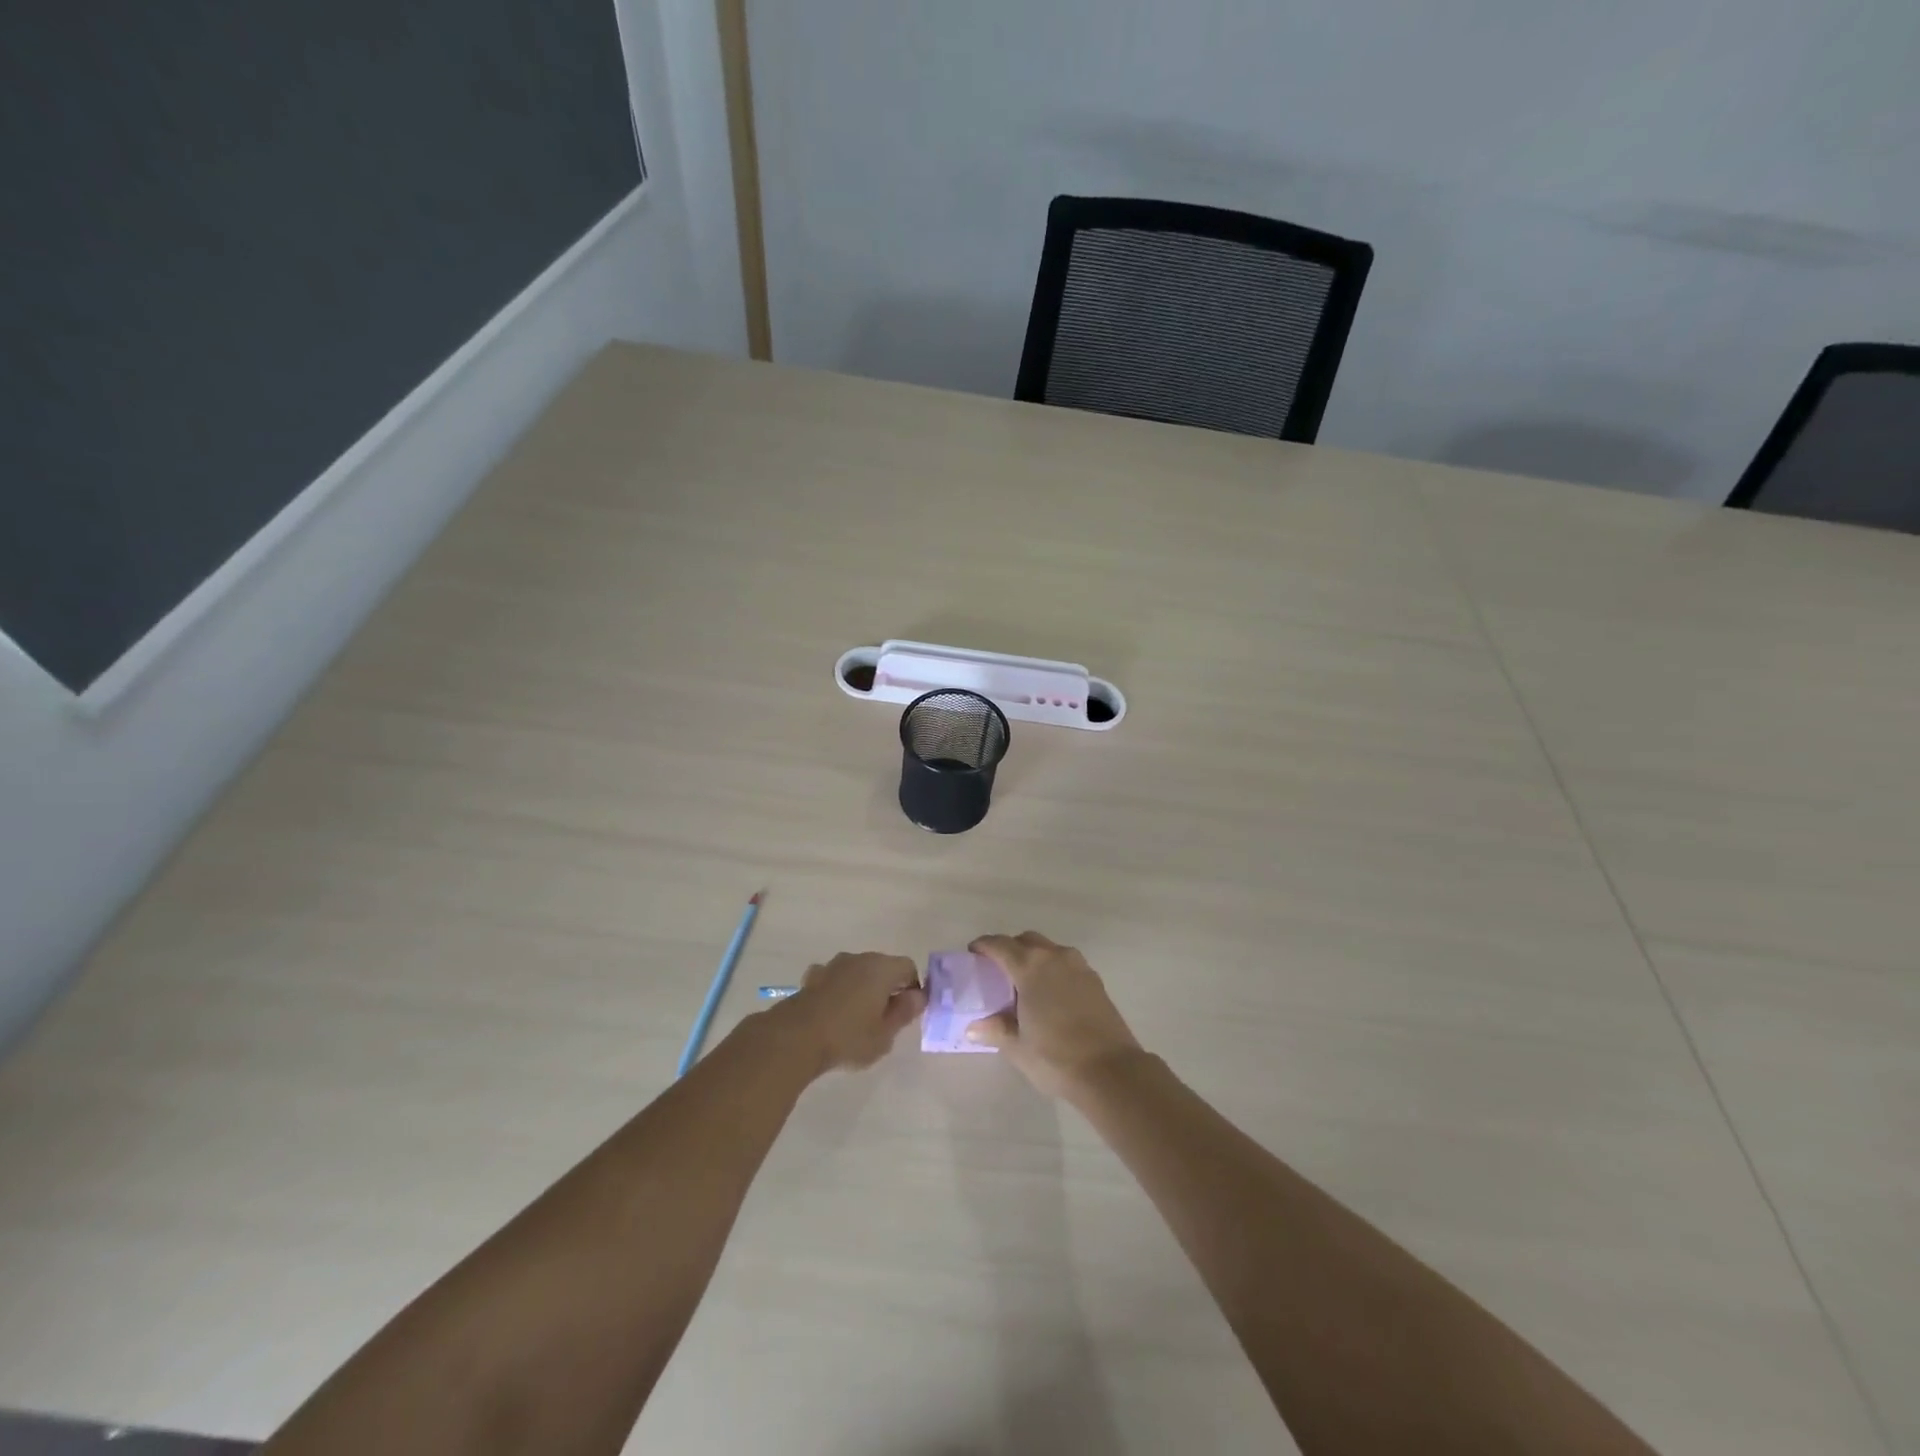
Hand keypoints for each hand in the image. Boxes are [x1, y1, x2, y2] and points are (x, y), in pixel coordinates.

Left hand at [764, 952, 925, 1073]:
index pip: (908, 967)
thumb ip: (904, 1012)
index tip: (907, 1013)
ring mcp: (833, 965)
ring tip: (857, 1019)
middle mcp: (859, 959)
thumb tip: (918, 996)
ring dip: (862, 989)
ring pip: (858, 972)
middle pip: (882, 967)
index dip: (913, 988)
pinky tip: (833, 1013)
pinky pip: (835, 980)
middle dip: (888, 988)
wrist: (795, 1037)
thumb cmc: (848, 1037)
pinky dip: (839, 991)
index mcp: (882, 968)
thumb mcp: (885, 1033)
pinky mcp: (812, 977)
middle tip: (884, 1020)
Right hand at [965, 932, 1145, 1097]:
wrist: (1111, 1070)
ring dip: (1034, 957)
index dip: (983, 946)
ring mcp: (1079, 966)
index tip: (973, 953)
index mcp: (1030, 967)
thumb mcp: (1017, 1047)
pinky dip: (1053, 969)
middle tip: (998, 970)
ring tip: (1025, 983)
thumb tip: (974, 1026)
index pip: (1000, 945)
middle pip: (1027, 940)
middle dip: (1010, 948)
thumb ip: (995, 1030)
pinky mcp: (1095, 980)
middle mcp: (1054, 957)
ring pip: (1050, 949)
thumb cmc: (1056, 1057)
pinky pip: (1067, 963)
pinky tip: (1050, 995)